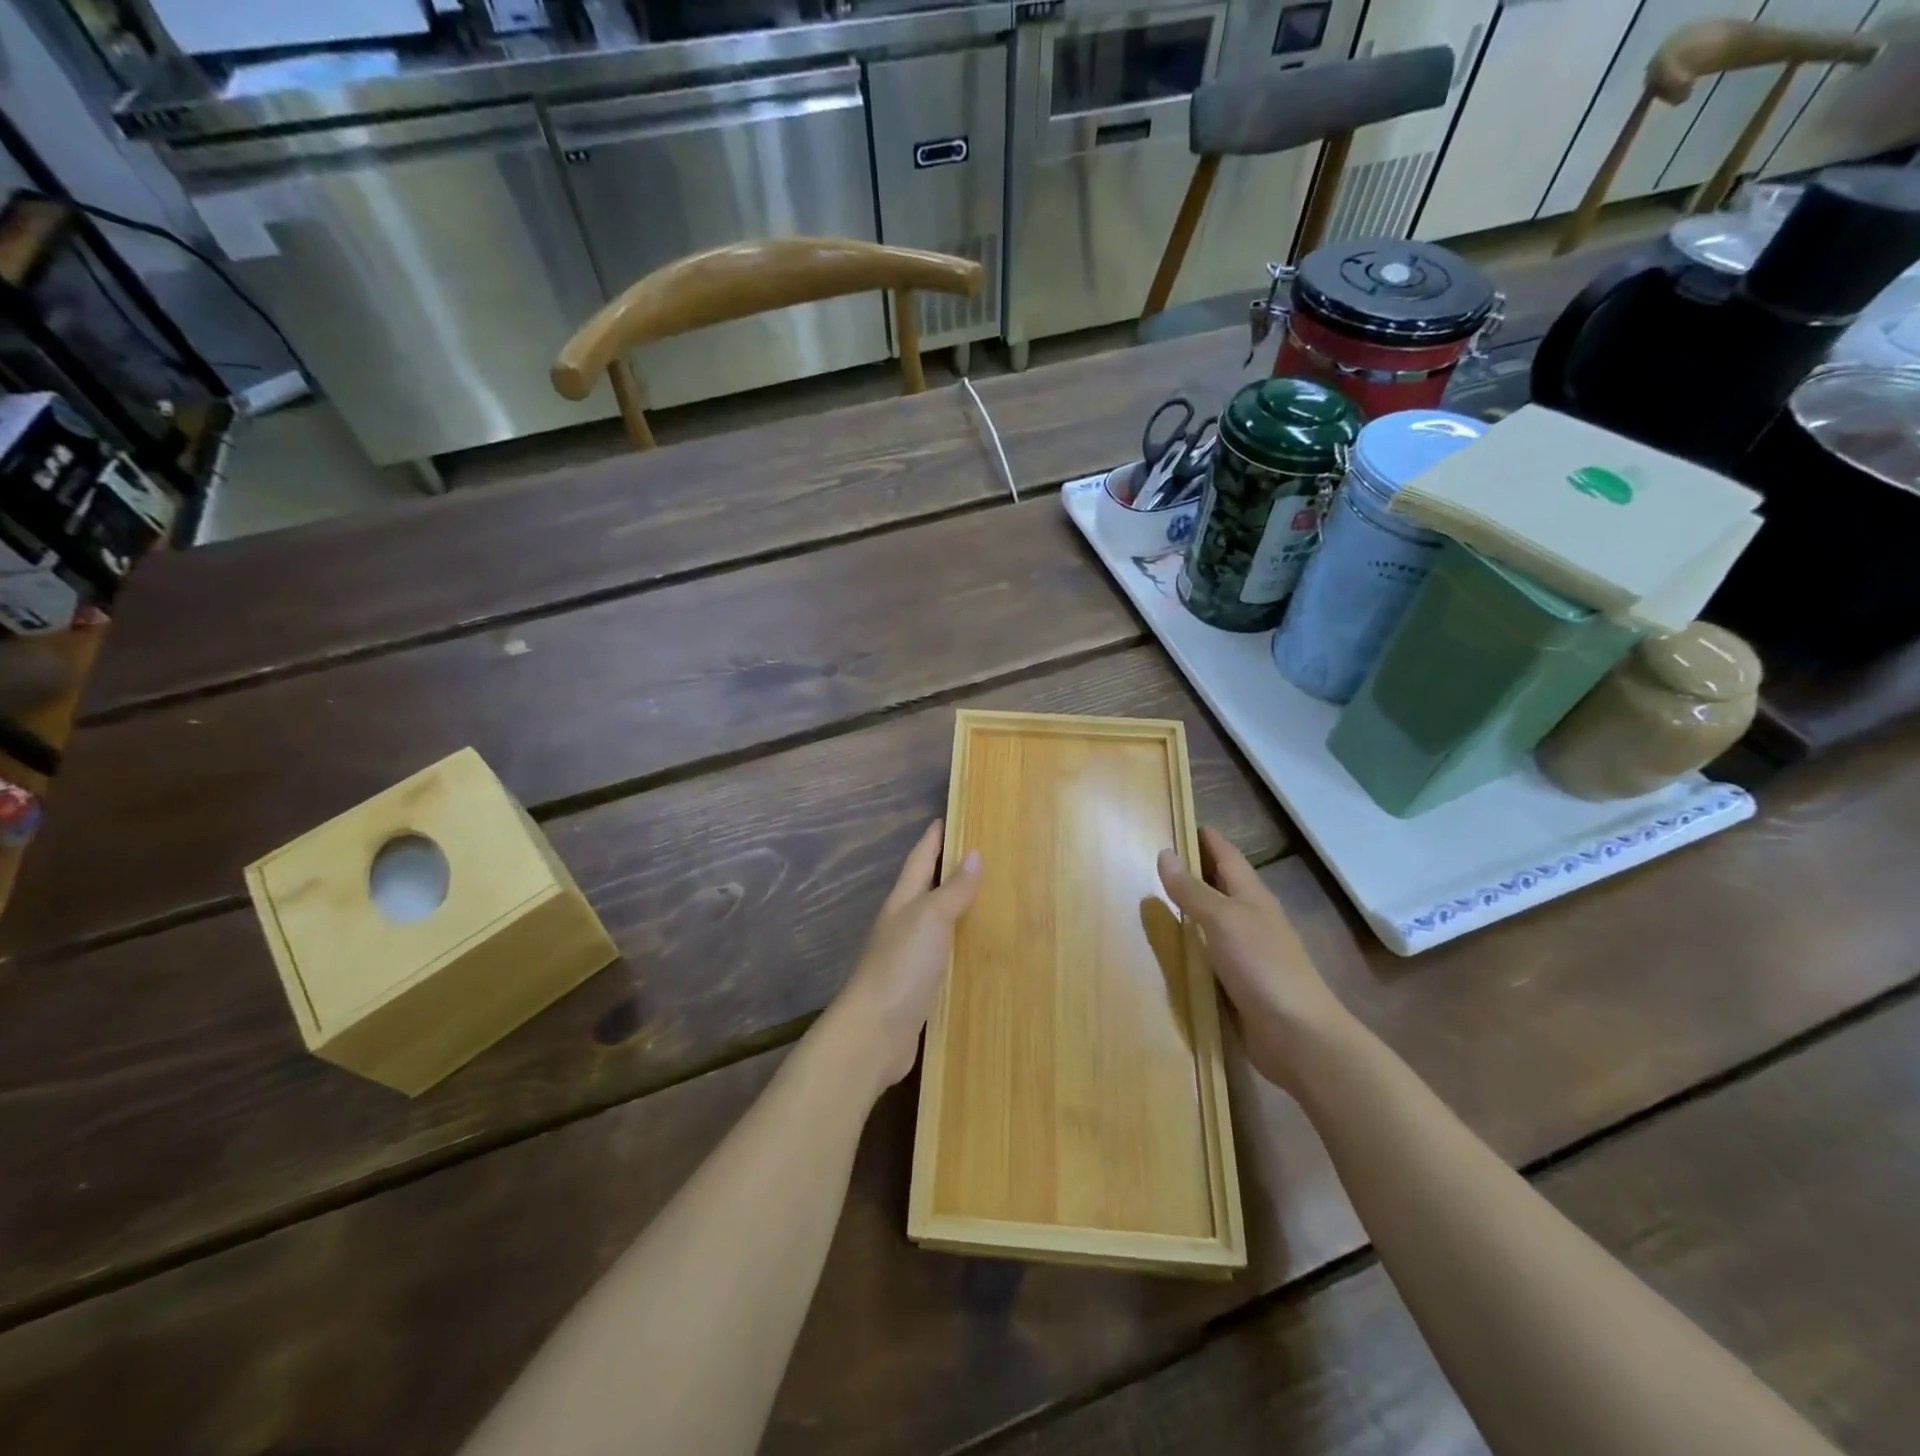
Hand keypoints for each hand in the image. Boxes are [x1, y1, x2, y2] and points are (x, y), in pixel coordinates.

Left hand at [823, 819, 981, 1093]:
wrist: (874, 1034)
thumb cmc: (900, 967)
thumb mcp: (929, 919)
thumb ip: (952, 890)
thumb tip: (974, 853)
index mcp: (903, 903)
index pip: (919, 860)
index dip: (932, 839)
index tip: (946, 817)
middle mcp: (903, 925)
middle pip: (926, 889)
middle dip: (947, 870)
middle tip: (979, 853)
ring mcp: (909, 958)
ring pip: (936, 923)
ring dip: (956, 909)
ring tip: (989, 897)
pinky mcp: (920, 988)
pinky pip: (944, 956)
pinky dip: (960, 946)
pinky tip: (979, 951)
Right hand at [1157, 828, 1349, 1092]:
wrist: (1297, 1036)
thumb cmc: (1262, 966)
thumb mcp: (1223, 920)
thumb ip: (1192, 890)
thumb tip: (1165, 853)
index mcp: (1251, 895)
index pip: (1225, 854)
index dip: (1204, 837)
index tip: (1174, 819)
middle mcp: (1248, 918)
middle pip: (1216, 885)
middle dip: (1189, 870)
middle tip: (1148, 857)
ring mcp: (1244, 952)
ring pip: (1209, 920)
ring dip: (1184, 909)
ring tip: (1146, 898)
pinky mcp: (1235, 982)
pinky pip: (1204, 953)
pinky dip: (1186, 945)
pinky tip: (1164, 947)